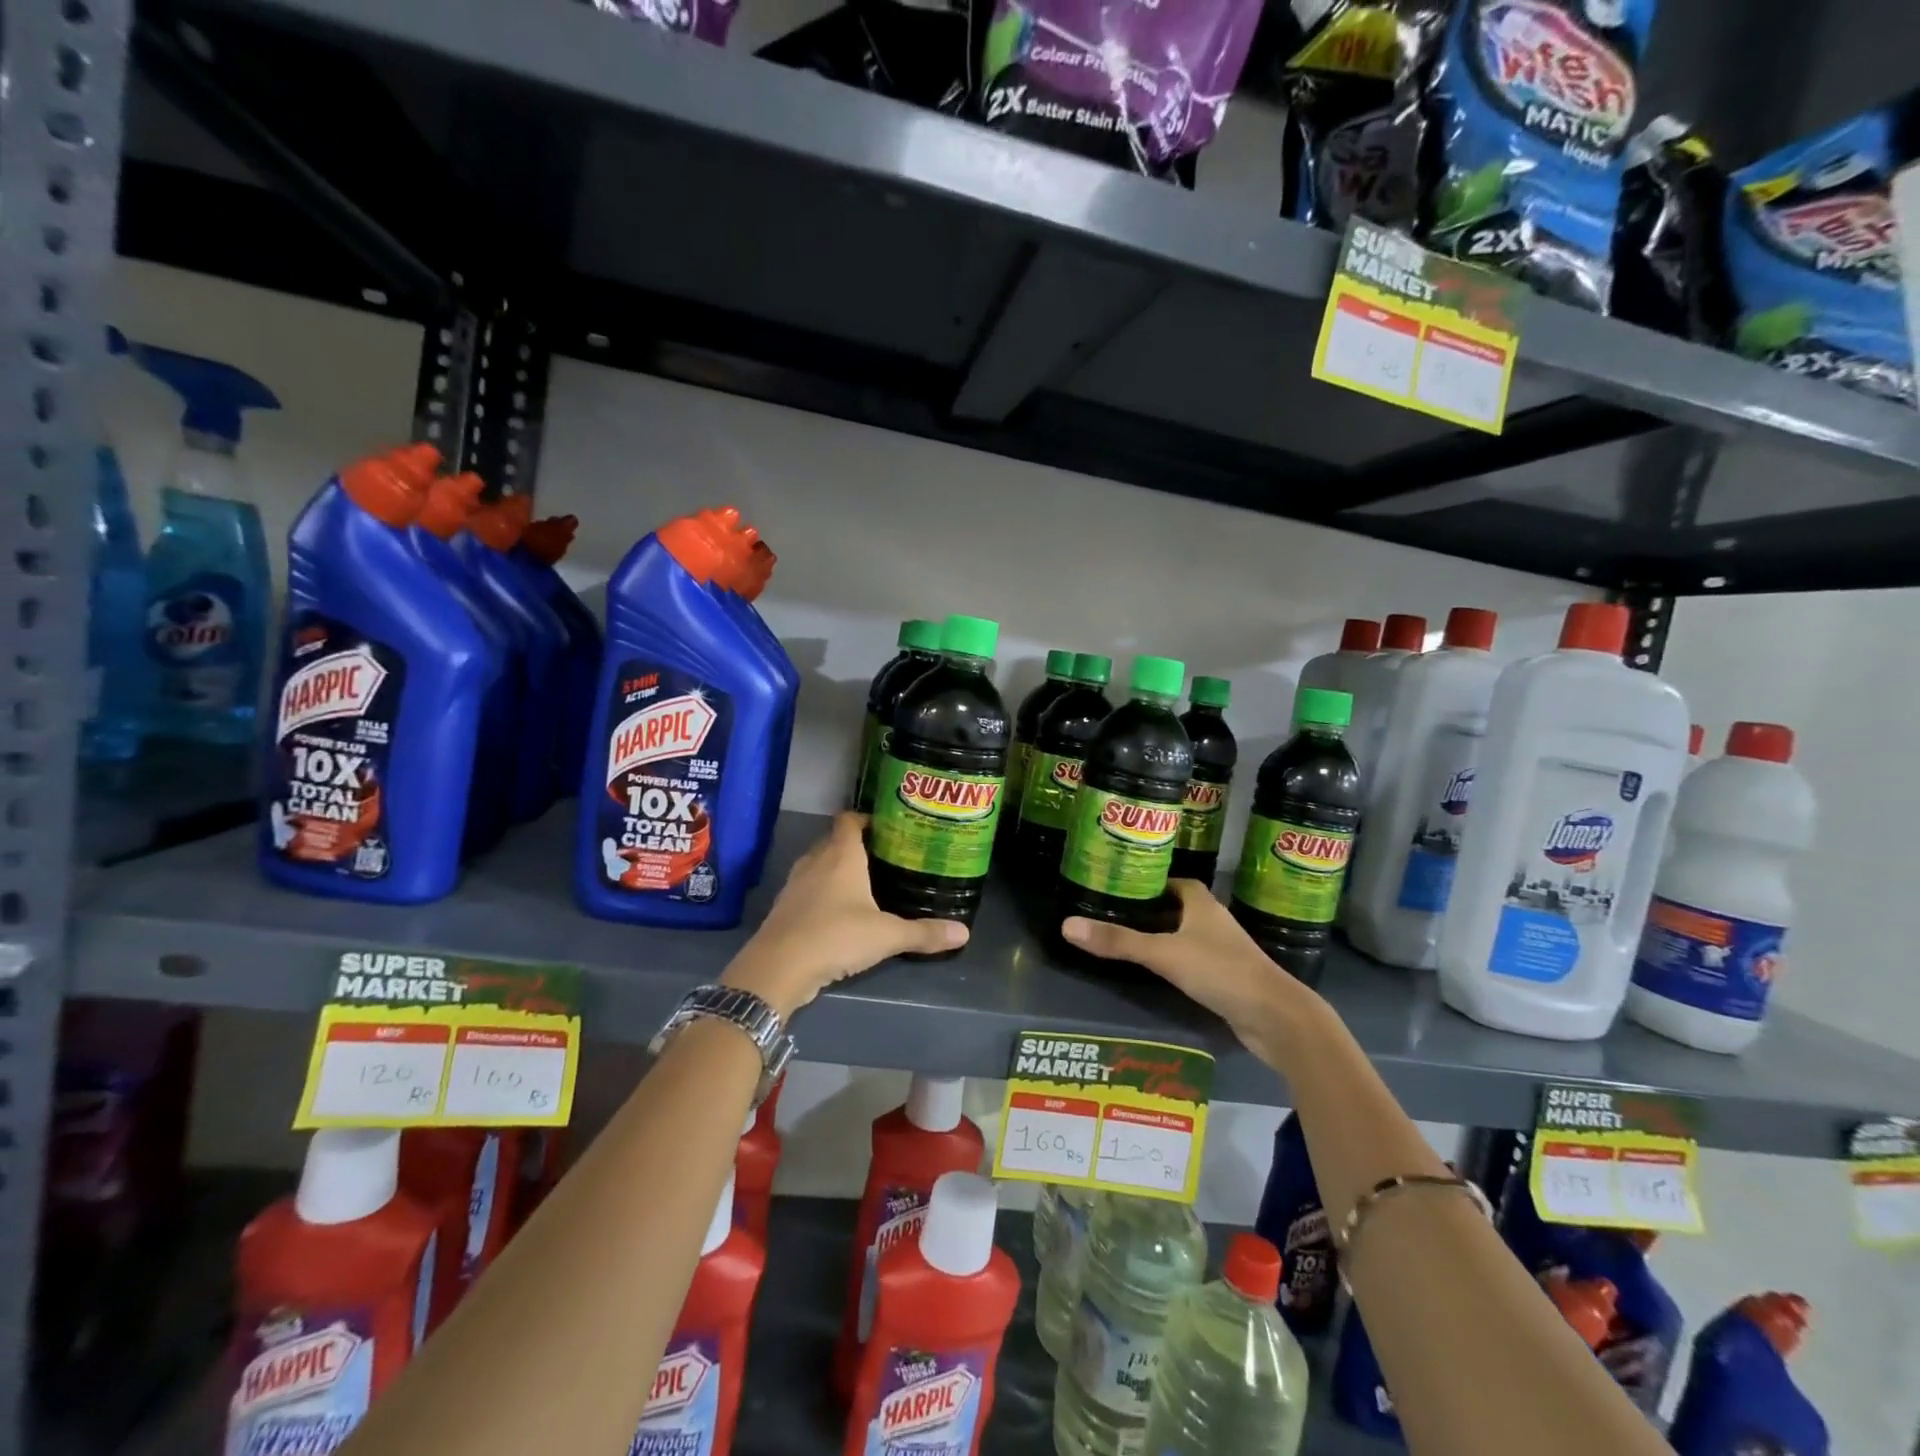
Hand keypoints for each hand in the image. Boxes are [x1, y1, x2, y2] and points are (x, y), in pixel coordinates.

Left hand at [720, 812, 966, 1016]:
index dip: (865, 818)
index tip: (886, 826)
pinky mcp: (784, 907)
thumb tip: (964, 933)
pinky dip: (821, 892)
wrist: (778, 967)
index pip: (849, 820)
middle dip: (854, 845)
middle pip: (833, 840)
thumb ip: (924, 933)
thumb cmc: (836, 936)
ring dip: (835, 869)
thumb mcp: (887, 936)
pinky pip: (807, 889)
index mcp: (841, 855)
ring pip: (818, 865)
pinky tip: (837, 912)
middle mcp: (815, 861)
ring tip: (863, 882)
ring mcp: (795, 884)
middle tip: (883, 856)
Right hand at [1062, 881, 1313, 1062]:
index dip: (1149, 882)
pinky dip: (1174, 962)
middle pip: (1177, 908)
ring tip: (1125, 941)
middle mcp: (1213, 921)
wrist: (1276, 1018)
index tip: (1120, 887)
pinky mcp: (1226, 979)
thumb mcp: (1164, 953)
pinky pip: (1193, 962)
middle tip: (1113, 914)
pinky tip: (1154, 973)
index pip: (1173, 882)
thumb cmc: (1221, 971)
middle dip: (1150, 910)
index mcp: (1202, 903)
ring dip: (1162, 937)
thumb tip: (1067, 925)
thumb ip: (1118, 941)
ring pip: (1185, 936)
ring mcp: (1222, 951)